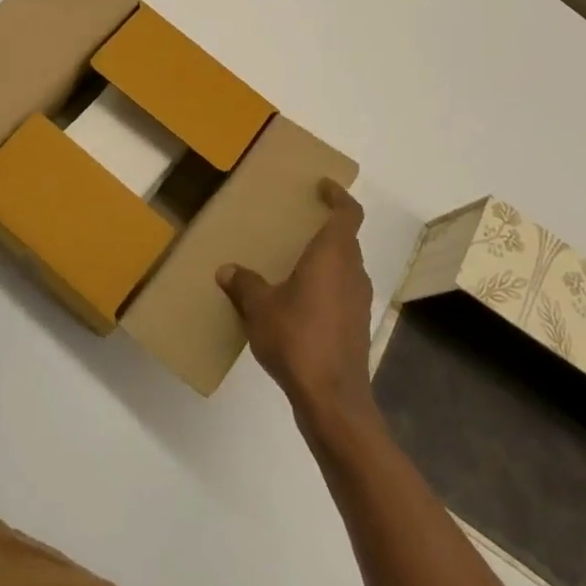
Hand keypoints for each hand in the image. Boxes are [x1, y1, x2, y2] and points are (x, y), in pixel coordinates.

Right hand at [217, 180, 376, 424]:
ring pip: (345, 267)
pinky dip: (326, 286)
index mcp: (333, 255)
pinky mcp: (357, 326)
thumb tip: (227, 270)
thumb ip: (245, 285)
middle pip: (346, 239)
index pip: (348, 213)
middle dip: (326, 229)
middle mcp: (352, 271)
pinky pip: (342, 292)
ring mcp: (359, 301)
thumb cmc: (298, 338)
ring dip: (326, 260)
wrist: (333, 398)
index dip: (339, 196)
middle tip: (299, 224)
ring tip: (294, 263)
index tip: (323, 187)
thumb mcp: (260, 308)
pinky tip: (299, 302)